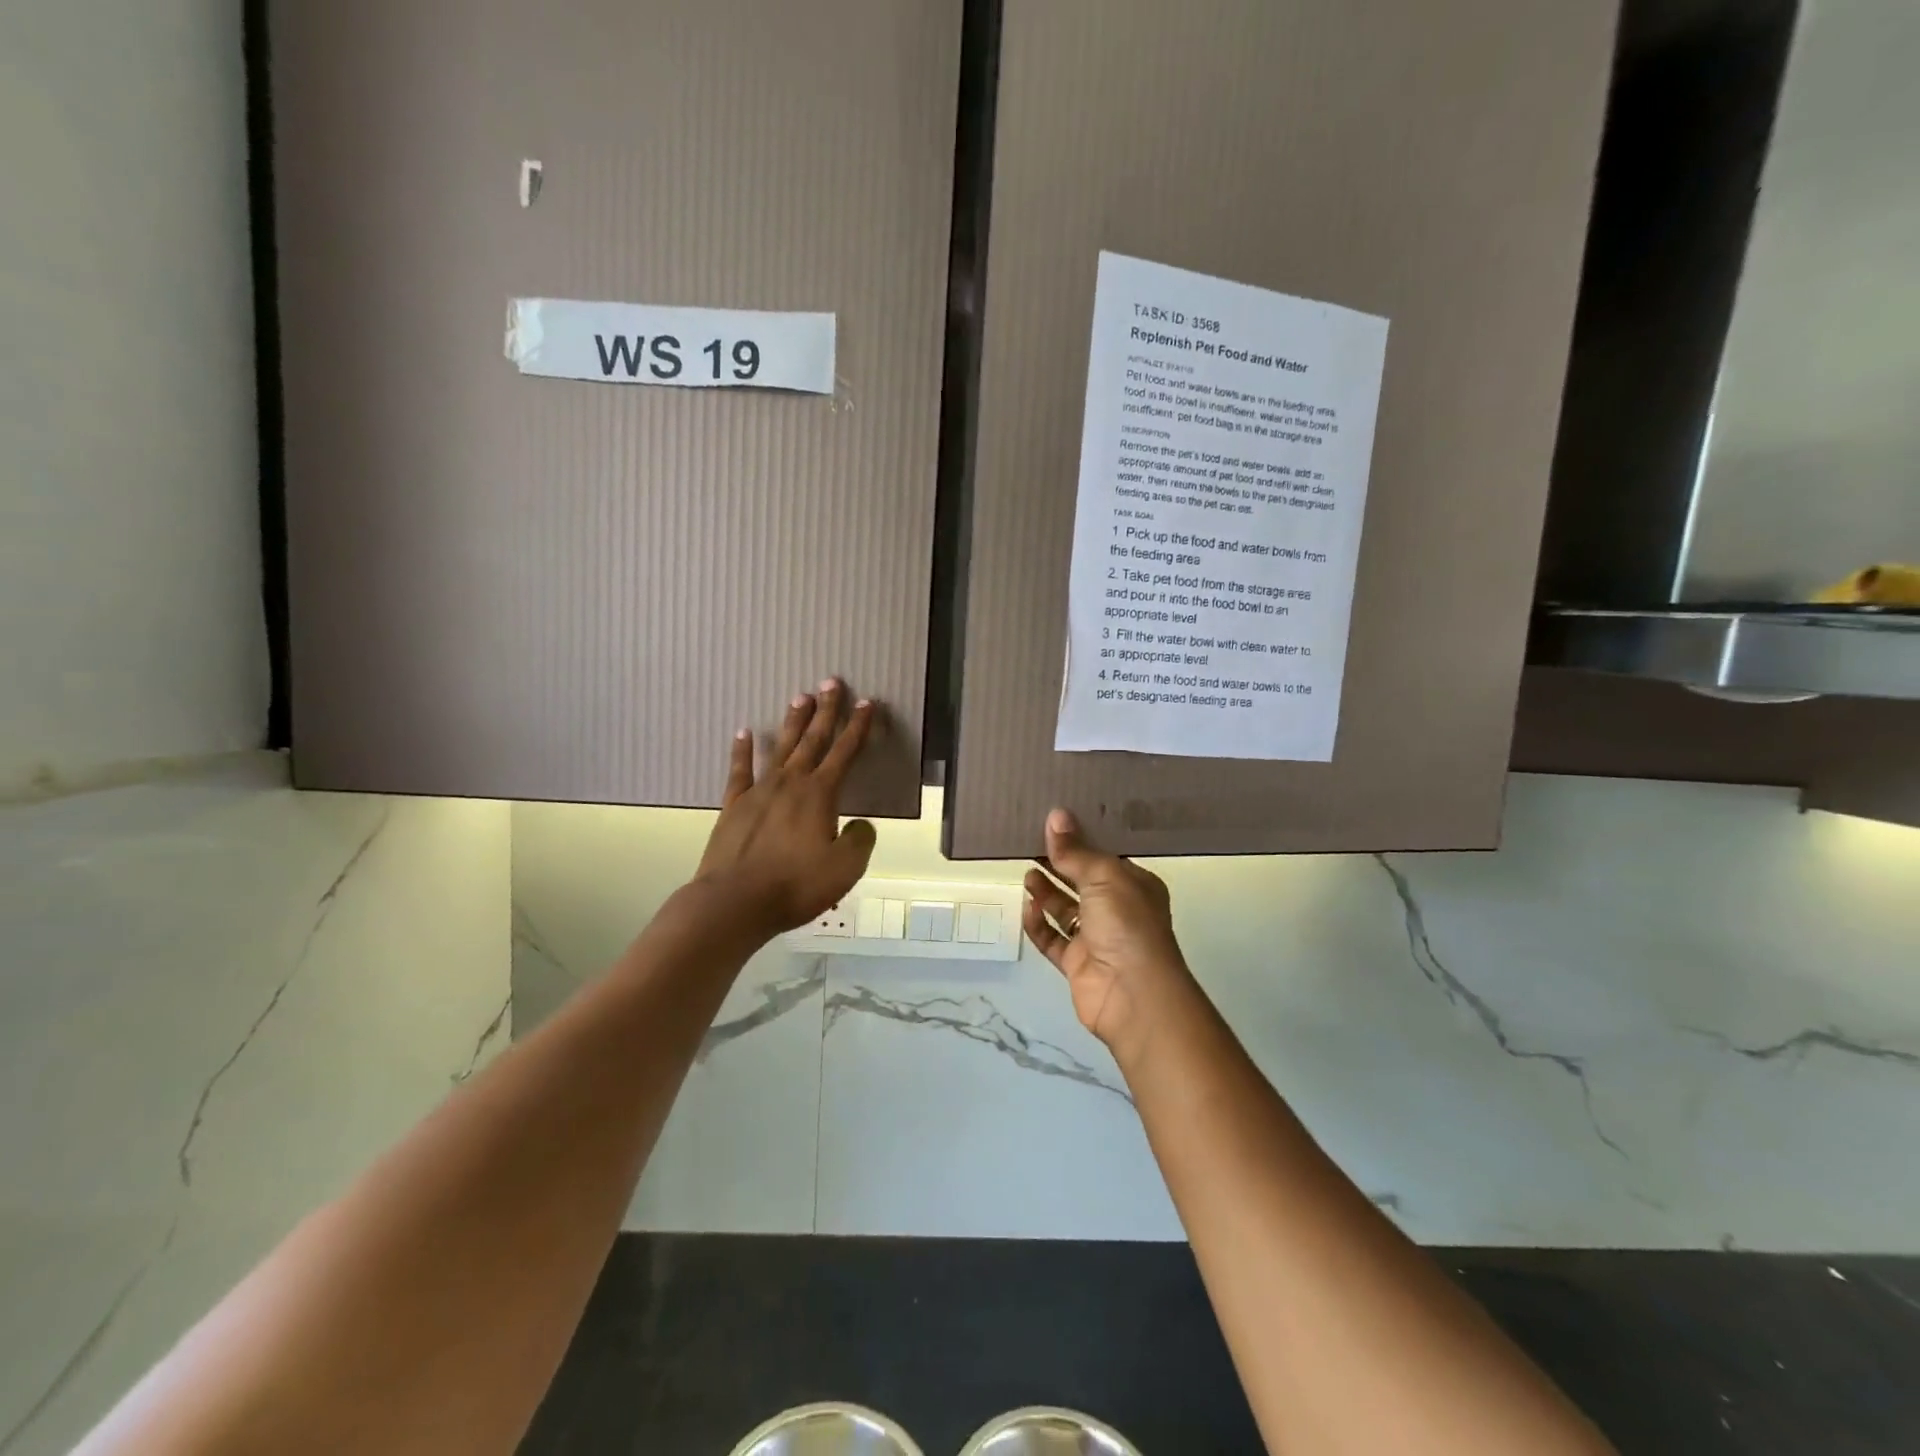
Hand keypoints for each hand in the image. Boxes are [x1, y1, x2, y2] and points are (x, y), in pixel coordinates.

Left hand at [696, 682, 877, 935]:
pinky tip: (744, 733)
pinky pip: (740, 770)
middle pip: (812, 739)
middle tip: (831, 682)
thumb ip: (859, 842)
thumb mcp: (845, 869)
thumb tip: (860, 825)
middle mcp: (791, 783)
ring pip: (780, 747)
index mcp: (820, 795)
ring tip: (800, 698)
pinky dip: (743, 750)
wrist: (735, 902)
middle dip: (826, 711)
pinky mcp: (734, 806)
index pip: (845, 752)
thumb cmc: (795, 885)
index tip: (867, 703)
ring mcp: (759, 792)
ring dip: (792, 722)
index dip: (859, 727)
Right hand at [1023, 809, 1199, 1069]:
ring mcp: (1097, 938)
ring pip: (1065, 909)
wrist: (1133, 995)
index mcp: (1134, 885)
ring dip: (1046, 892)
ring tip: (1026, 872)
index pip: (1105, 856)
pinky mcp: (1077, 963)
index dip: (1081, 840)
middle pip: (1082, 881)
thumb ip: (1075, 851)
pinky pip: (1053, 939)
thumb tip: (1055, 815)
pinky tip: (1027, 908)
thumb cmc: (1127, 924)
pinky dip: (1039, 924)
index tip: (1053, 822)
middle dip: (1059, 864)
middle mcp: (1118, 909)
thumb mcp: (1103, 877)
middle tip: (1029, 844)